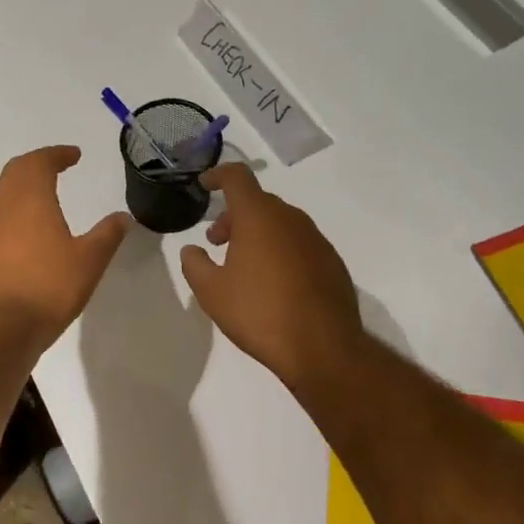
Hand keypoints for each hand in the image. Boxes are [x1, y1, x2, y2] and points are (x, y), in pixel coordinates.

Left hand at [0, 146, 131, 350]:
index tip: (74, 155)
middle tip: (57, 167)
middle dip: (36, 164)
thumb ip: (107, 235)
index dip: (57, 154)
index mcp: (30, 199)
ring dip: (23, 188)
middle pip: (15, 172)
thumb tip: (124, 216)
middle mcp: (3, 207)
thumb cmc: (47, 286)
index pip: (39, 162)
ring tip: (45, 196)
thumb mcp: (89, 261)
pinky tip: (30, 233)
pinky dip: (15, 213)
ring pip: (3, 195)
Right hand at [179, 163, 363, 387]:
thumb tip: (192, 250)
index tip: (205, 185)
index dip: (218, 175)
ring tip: (243, 265)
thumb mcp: (212, 293)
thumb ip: (195, 265)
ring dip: (258, 233)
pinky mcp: (331, 261)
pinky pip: (299, 243)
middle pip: (258, 202)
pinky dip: (281, 250)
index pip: (237, 177)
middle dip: (234, 215)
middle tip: (217, 242)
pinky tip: (274, 283)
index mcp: (259, 216)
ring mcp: (315, 238)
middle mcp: (290, 218)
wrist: (324, 348)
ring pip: (280, 223)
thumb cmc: (260, 313)